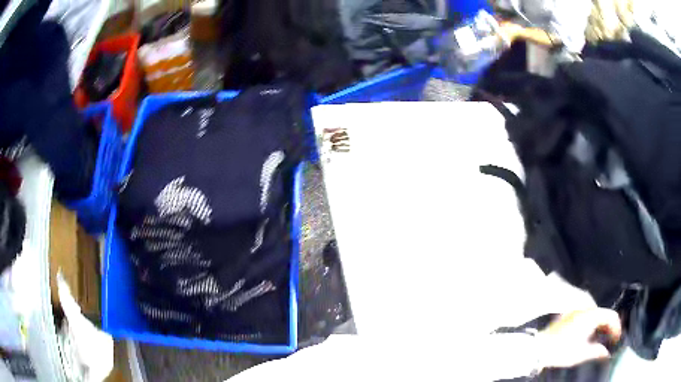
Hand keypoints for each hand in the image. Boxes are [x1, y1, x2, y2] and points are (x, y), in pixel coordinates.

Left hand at [538, 308, 621, 368]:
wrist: (539, 349)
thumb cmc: (561, 351)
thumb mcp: (581, 354)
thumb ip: (597, 352)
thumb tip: (606, 353)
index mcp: (591, 315)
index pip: (611, 315)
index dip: (617, 327)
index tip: (617, 339)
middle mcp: (585, 308)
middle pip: (604, 314)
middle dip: (610, 326)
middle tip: (611, 340)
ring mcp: (577, 310)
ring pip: (596, 315)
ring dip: (601, 325)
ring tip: (602, 339)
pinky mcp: (570, 315)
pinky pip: (587, 316)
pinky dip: (593, 324)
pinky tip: (591, 336)